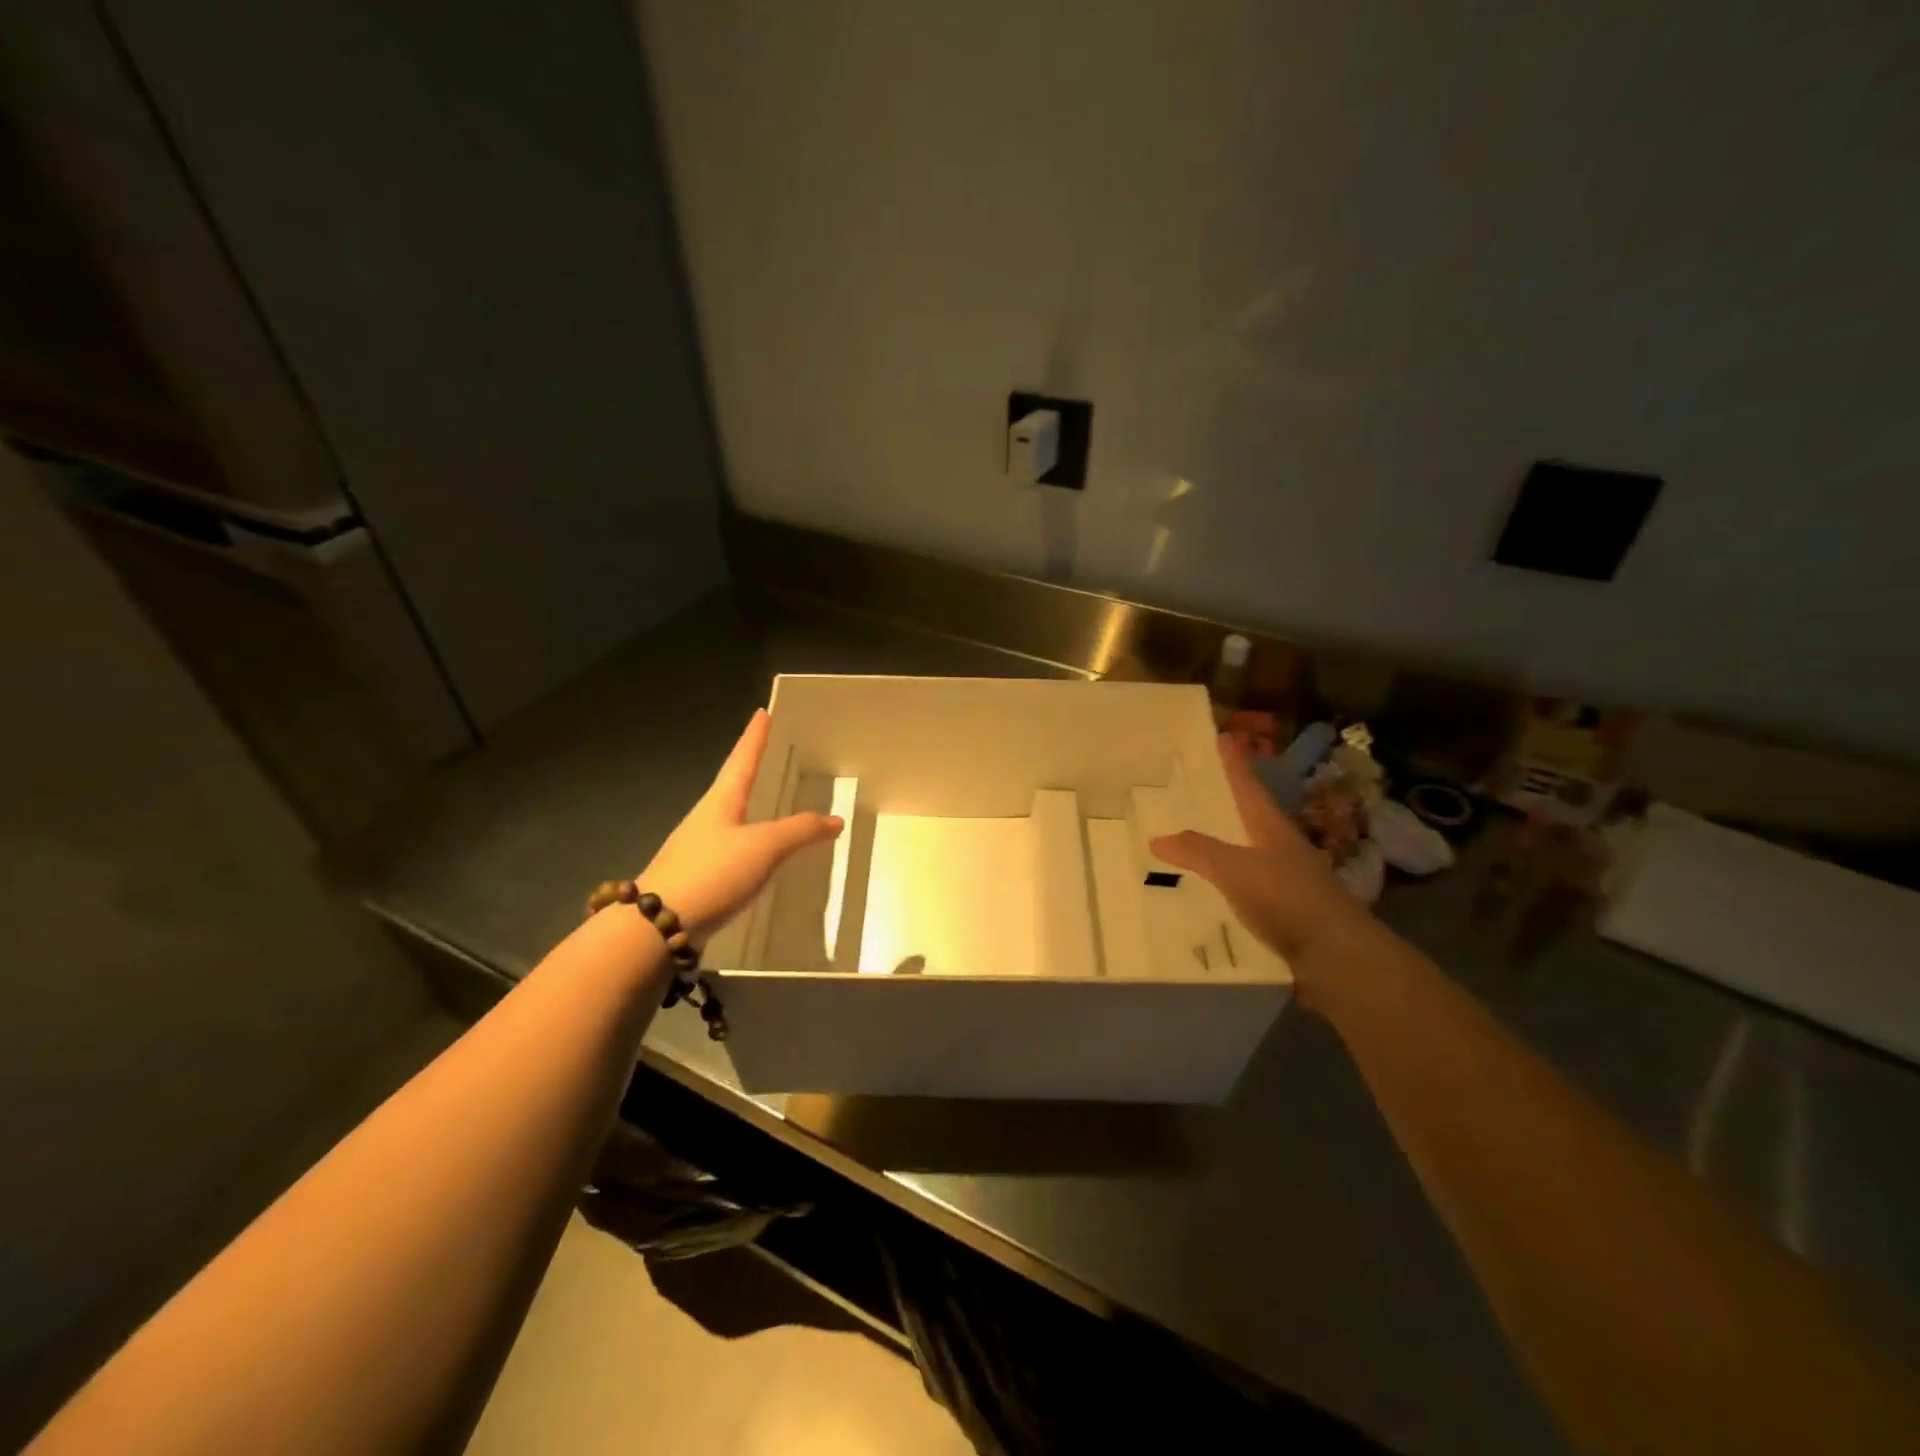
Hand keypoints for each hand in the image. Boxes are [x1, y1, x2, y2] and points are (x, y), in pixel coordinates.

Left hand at [638, 709, 841, 942]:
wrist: (657, 926)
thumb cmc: (712, 872)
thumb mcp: (764, 847)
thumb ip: (800, 831)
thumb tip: (835, 819)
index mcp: (720, 801)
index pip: (741, 760)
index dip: (754, 738)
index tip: (761, 713)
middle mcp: (705, 819)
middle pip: (731, 787)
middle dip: (750, 771)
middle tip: (769, 757)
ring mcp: (696, 849)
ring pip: (729, 820)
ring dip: (748, 809)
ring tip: (768, 805)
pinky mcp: (696, 878)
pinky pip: (729, 850)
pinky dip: (748, 844)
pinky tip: (757, 858)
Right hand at [1149, 734, 1371, 1006]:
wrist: (1338, 958)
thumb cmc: (1288, 899)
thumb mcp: (1236, 869)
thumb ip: (1198, 851)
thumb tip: (1157, 837)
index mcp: (1272, 830)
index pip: (1249, 788)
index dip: (1235, 764)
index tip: (1223, 736)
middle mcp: (1283, 850)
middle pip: (1251, 819)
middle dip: (1228, 804)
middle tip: (1197, 791)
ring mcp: (1289, 883)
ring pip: (1250, 856)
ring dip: (1226, 847)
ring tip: (1193, 844)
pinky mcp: (1288, 914)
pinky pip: (1249, 891)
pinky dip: (1229, 886)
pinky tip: (1209, 896)